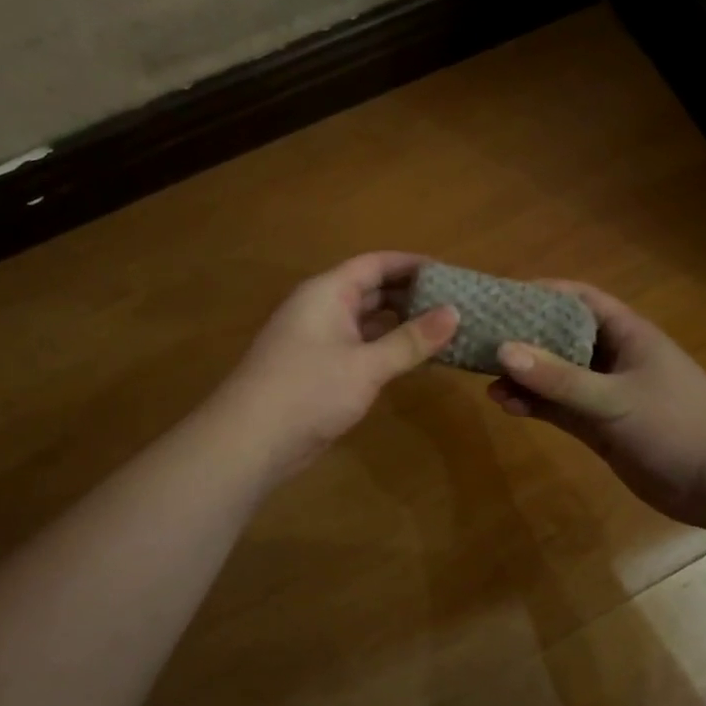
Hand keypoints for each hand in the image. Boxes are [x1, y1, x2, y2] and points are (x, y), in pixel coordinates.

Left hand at [212, 252, 458, 480]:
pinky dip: (386, 349)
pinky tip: (414, 359)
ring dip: (400, 324)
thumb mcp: (367, 365)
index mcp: (328, 293)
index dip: (412, 264)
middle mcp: (322, 308)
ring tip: (443, 329)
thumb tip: (454, 312)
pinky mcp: (319, 369)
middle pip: (371, 290)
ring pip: (366, 321)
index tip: (449, 272)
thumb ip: (411, 340)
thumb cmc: (309, 391)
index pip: (375, 264)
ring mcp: (318, 340)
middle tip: (455, 303)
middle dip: (410, 295)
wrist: (250, 441)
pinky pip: (360, 347)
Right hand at [487, 281, 705, 526]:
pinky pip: (560, 408)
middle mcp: (613, 358)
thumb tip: (504, 351)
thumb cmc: (677, 425)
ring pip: (556, 377)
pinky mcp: (601, 427)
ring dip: (525, 376)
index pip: (580, 300)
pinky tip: (507, 405)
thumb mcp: (615, 398)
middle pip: (561, 337)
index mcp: (627, 334)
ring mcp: (606, 394)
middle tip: (481, 338)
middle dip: (524, 337)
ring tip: (486, 378)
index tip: (501, 296)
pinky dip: (535, 405)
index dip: (543, 293)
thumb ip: (559, 378)